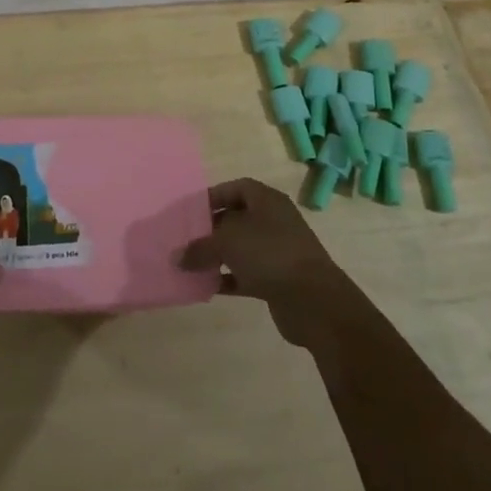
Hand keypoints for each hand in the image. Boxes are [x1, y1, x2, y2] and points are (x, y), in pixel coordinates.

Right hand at [180, 178, 366, 350]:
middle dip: (210, 229)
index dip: (213, 196)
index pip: (236, 188)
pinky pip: (245, 274)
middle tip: (185, 238)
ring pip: (240, 248)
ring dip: (217, 256)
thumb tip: (176, 258)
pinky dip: (227, 279)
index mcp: (267, 201)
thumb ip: (199, 248)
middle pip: (236, 219)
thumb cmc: (270, 254)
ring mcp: (277, 252)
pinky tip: (207, 286)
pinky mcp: (277, 281)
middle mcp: (274, 221)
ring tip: (190, 264)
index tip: (190, 210)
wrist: (314, 301)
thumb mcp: (227, 242)